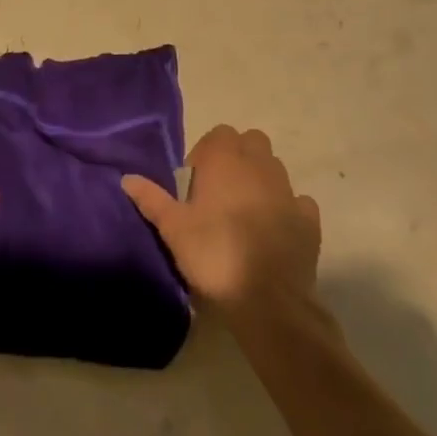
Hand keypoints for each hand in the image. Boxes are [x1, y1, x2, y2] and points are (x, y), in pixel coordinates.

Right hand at [122, 125, 319, 315]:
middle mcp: (260, 165)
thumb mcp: (173, 229)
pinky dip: (287, 209)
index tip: (195, 183)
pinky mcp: (309, 219)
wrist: (269, 301)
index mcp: (226, 160)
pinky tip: (274, 231)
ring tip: (244, 213)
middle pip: (251, 142)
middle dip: (238, 158)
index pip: (219, 134)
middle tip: (220, 191)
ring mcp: (288, 191)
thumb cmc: (214, 254)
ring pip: (275, 168)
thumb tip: (127, 178)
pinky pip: (298, 202)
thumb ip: (151, 199)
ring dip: (261, 180)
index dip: (206, 152)